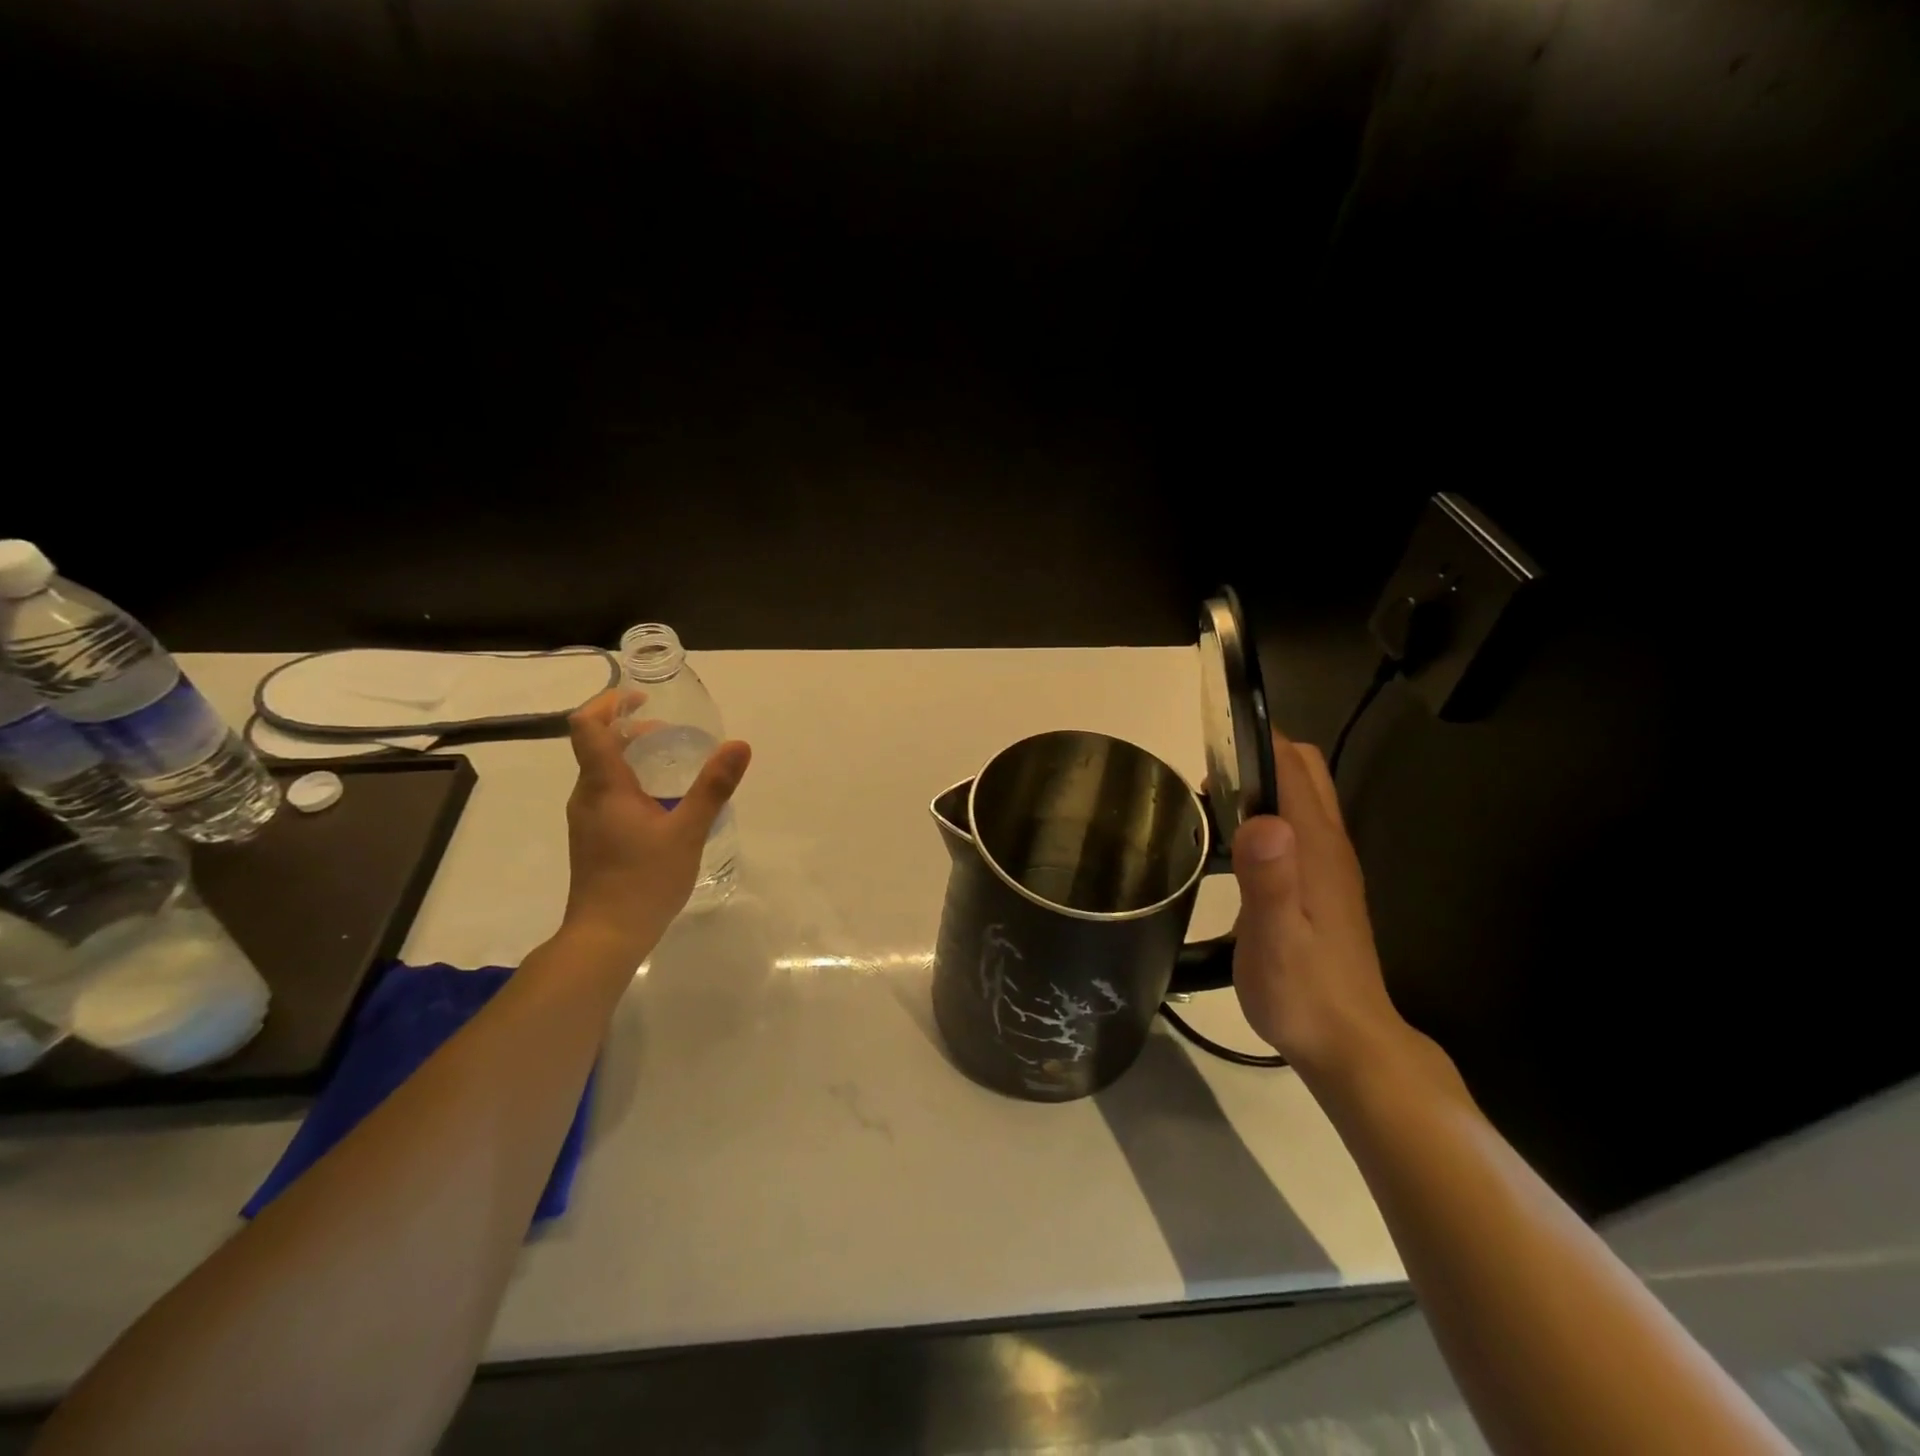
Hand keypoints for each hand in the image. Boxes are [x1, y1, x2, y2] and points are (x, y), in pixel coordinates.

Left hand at [560, 690, 751, 952]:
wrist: (605, 937)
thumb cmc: (644, 880)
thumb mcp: (688, 831)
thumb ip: (713, 787)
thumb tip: (739, 745)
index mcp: (603, 786)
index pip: (587, 726)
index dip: (609, 702)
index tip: (641, 698)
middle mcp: (587, 796)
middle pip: (596, 745)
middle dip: (630, 728)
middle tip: (672, 732)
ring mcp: (587, 819)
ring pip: (602, 772)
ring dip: (632, 756)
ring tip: (674, 763)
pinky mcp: (593, 838)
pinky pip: (607, 794)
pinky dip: (631, 782)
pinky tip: (663, 803)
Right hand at [1230, 729, 1410, 1082]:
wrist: (1348, 1044)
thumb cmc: (1303, 992)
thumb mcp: (1274, 940)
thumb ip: (1269, 879)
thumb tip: (1262, 818)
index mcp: (1317, 847)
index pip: (1293, 766)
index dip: (1256, 741)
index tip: (1210, 744)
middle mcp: (1330, 845)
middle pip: (1305, 771)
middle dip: (1259, 756)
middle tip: (1208, 781)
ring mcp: (1331, 865)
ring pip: (1303, 797)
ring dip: (1262, 783)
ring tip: (1211, 806)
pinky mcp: (1324, 885)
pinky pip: (1298, 825)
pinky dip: (1269, 812)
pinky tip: (1236, 844)